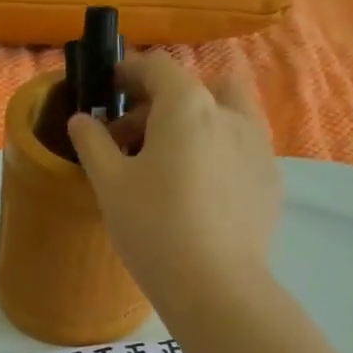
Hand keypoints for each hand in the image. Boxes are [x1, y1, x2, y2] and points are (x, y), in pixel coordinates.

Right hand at [67, 53, 281, 313]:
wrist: (214, 285)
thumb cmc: (153, 228)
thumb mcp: (109, 184)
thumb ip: (93, 143)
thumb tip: (82, 120)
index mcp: (188, 106)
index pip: (158, 67)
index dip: (129, 72)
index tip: (109, 89)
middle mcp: (230, 114)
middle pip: (197, 86)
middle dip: (164, 101)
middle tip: (134, 137)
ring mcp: (258, 145)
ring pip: (227, 114)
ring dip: (198, 122)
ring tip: (171, 162)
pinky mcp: (270, 178)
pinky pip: (241, 148)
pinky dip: (217, 152)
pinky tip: (200, 192)